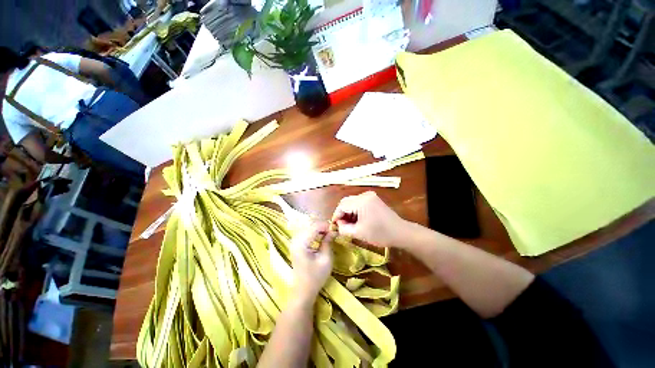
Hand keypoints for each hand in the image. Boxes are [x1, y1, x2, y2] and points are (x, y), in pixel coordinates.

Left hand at [290, 223, 334, 300]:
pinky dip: (314, 233)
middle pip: (310, 226)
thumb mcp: (326, 259)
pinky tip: (321, 237)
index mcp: (301, 244)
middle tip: (333, 231)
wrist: (303, 291)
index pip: (314, 227)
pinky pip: (306, 233)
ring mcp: (294, 242)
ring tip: (328, 234)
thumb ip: (328, 242)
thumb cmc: (316, 277)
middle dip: (322, 227)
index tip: (336, 229)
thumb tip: (333, 230)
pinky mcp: (296, 245)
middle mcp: (295, 240)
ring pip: (308, 228)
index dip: (326, 226)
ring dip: (318, 229)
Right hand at [331, 191, 406, 247]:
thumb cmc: (380, 234)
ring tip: (348, 224)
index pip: (342, 205)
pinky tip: (356, 220)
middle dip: (342, 214)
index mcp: (361, 201)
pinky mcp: (373, 199)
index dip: (336, 216)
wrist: (401, 232)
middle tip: (341, 225)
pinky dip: (355, 211)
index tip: (334, 226)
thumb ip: (344, 229)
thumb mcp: (359, 233)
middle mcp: (365, 195)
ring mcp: (370, 196)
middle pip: (346, 202)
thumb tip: (338, 225)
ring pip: (352, 202)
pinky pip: (359, 203)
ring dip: (348, 212)